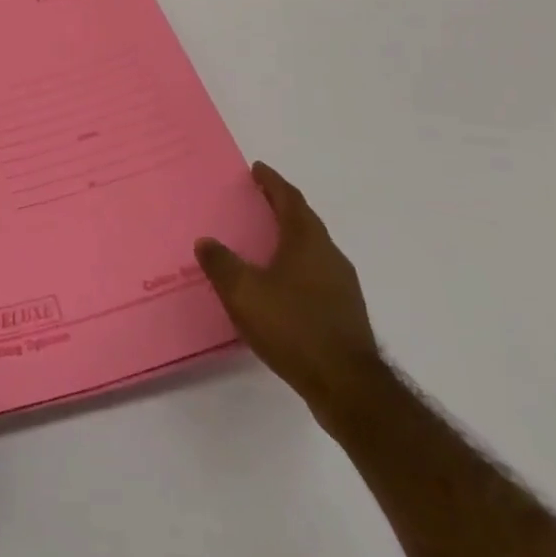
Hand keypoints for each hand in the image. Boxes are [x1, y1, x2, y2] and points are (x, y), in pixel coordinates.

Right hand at [196, 161, 383, 421]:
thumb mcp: (244, 292)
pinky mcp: (345, 313)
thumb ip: (221, 263)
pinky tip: (280, 285)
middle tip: (258, 199)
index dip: (272, 182)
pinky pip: (316, 274)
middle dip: (281, 207)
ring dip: (290, 238)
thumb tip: (206, 242)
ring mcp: (342, 286)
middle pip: (304, 221)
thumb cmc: (293, 327)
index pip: (290, 199)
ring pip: (312, 249)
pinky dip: (296, 267)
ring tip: (265, 241)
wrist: (348, 387)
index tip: (257, 169)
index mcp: (307, 241)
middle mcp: (330, 255)